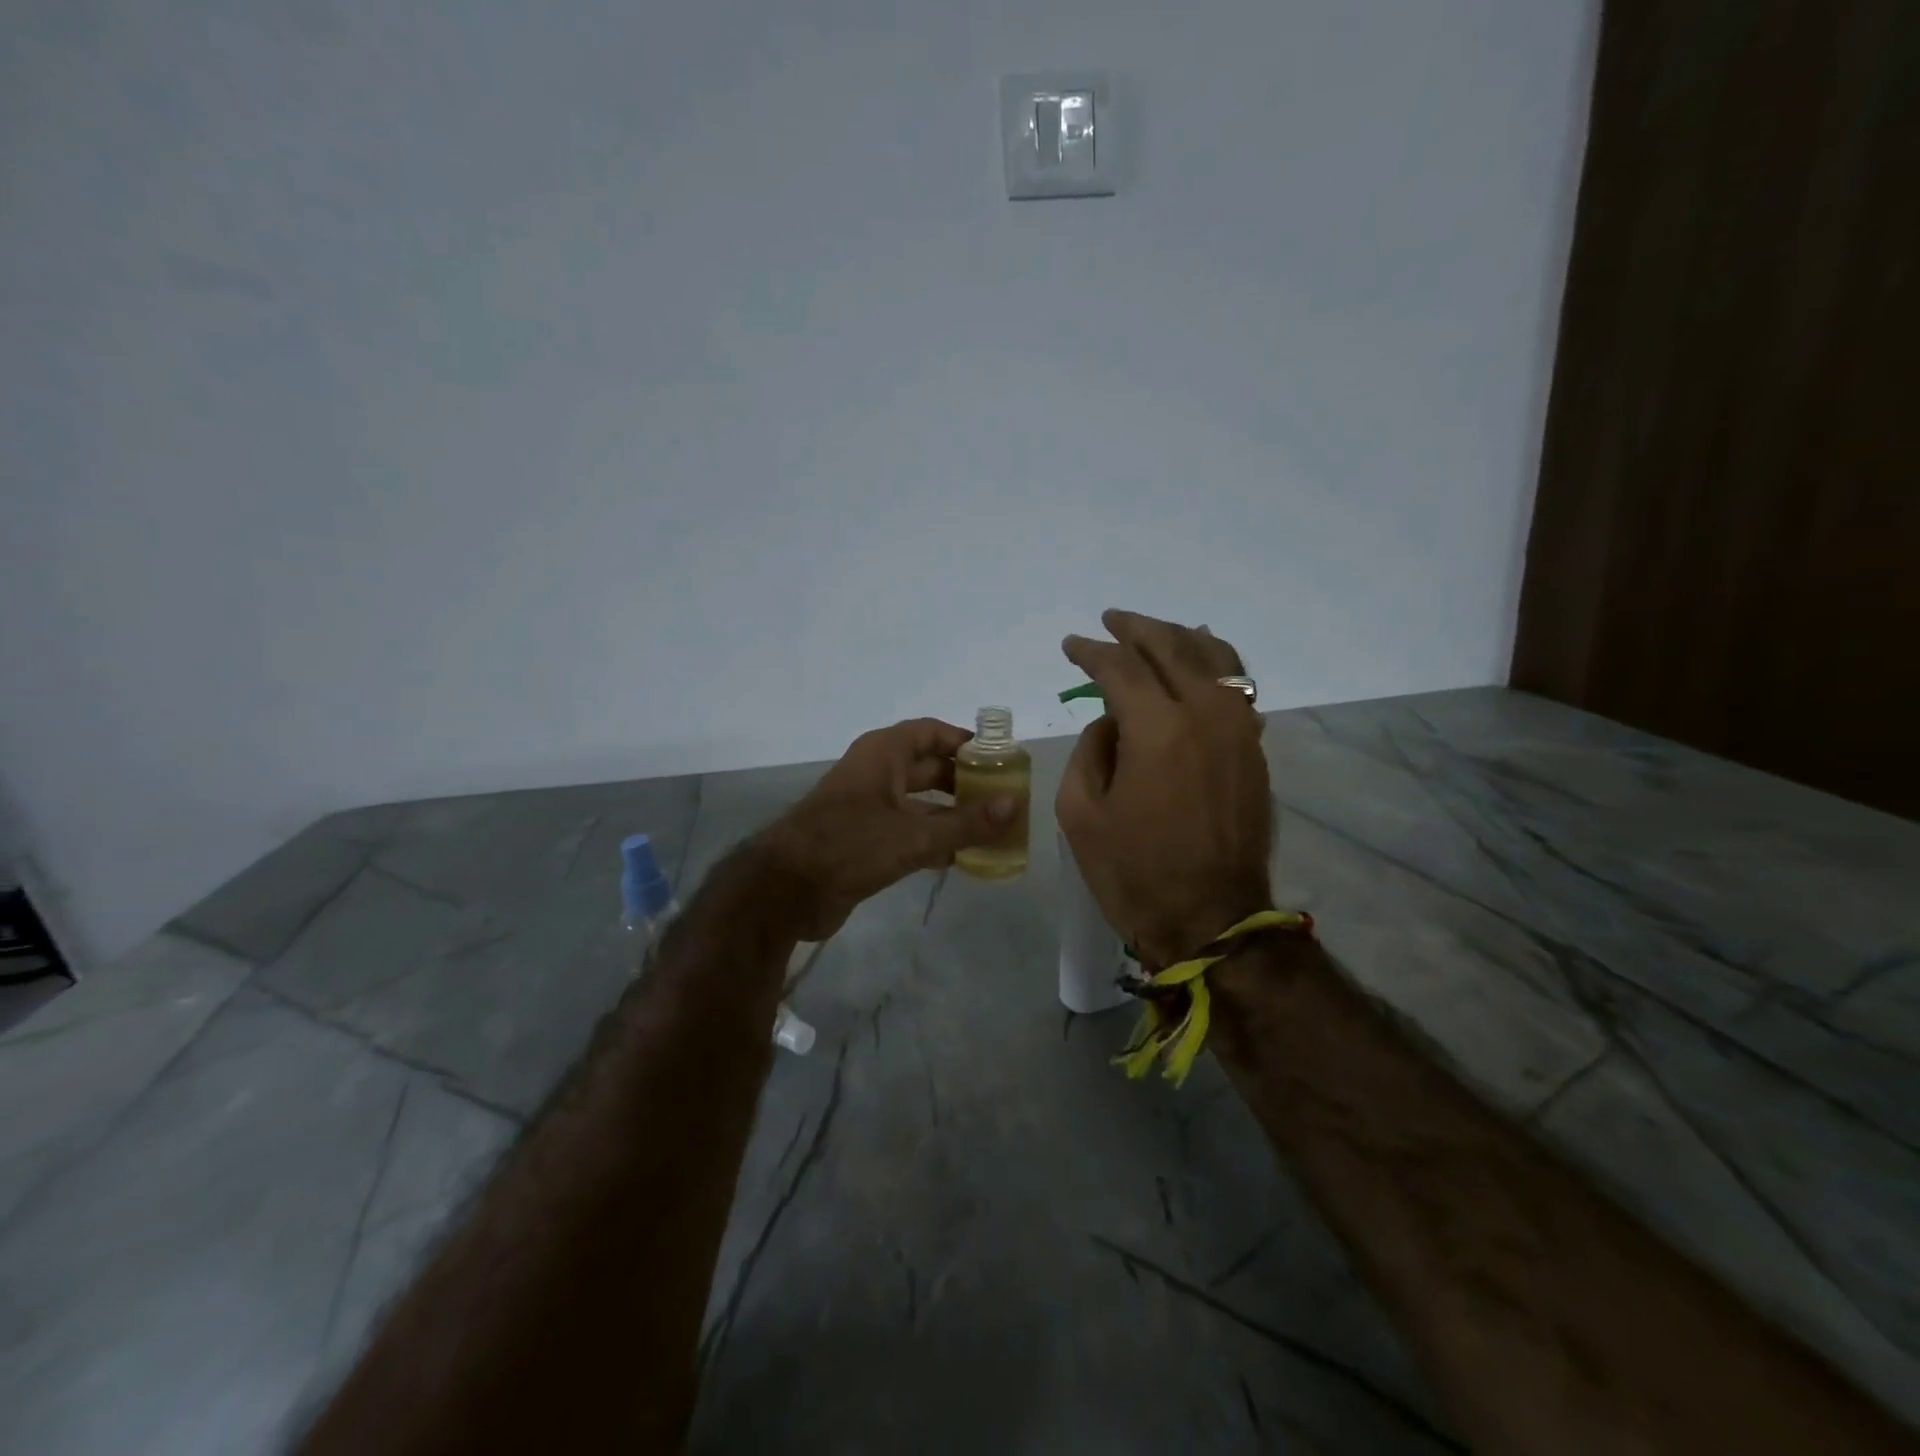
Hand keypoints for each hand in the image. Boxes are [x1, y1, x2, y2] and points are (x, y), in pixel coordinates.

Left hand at [754, 719, 1016, 940]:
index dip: (966, 743)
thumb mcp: (913, 835)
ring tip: (995, 831)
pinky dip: (936, 841)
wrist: (786, 891)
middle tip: (1006, 800)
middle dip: (967, 783)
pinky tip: (965, 858)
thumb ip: (966, 823)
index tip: (1001, 761)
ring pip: (923, 804)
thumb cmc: (849, 845)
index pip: (932, 733)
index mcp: (884, 754)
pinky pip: (911, 832)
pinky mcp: (867, 841)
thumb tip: (1015, 805)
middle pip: (932, 768)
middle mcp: (878, 774)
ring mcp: (870, 808)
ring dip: (955, 816)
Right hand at [1056, 610, 1272, 965]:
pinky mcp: (1254, 749)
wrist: (1211, 920)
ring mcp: (1239, 729)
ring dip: (1180, 637)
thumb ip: (1091, 750)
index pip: (1121, 668)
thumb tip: (1113, 722)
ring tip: (1155, 631)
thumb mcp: (1080, 813)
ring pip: (1215, 658)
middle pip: (1171, 647)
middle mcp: (1206, 715)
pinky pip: (1238, 687)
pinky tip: (1201, 661)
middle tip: (1109, 621)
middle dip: (1135, 629)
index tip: (1071, 646)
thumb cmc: (1133, 872)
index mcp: (1158, 729)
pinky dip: (1215, 664)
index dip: (1091, 652)